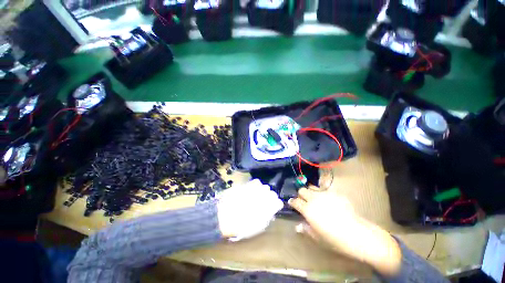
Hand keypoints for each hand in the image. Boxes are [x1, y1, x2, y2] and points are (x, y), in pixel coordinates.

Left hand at [217, 179, 282, 241]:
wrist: (225, 217)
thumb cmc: (242, 226)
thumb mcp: (257, 227)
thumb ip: (267, 219)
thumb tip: (271, 214)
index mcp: (268, 208)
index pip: (278, 202)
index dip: (276, 204)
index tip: (274, 206)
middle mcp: (264, 197)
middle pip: (272, 193)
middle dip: (270, 196)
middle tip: (264, 201)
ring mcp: (256, 190)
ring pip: (265, 186)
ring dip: (263, 190)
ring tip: (258, 194)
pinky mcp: (248, 185)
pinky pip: (256, 182)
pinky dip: (256, 185)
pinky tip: (252, 189)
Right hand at [289, 187, 401, 276]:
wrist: (356, 234)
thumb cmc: (335, 239)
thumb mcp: (318, 237)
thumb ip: (306, 229)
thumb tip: (297, 226)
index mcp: (308, 209)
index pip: (295, 201)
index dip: (292, 202)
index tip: (292, 203)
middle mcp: (314, 199)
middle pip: (302, 190)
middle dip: (301, 195)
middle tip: (304, 201)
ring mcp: (325, 194)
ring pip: (312, 187)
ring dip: (311, 192)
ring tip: (315, 198)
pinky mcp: (335, 193)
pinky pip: (325, 189)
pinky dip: (323, 193)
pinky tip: (328, 200)